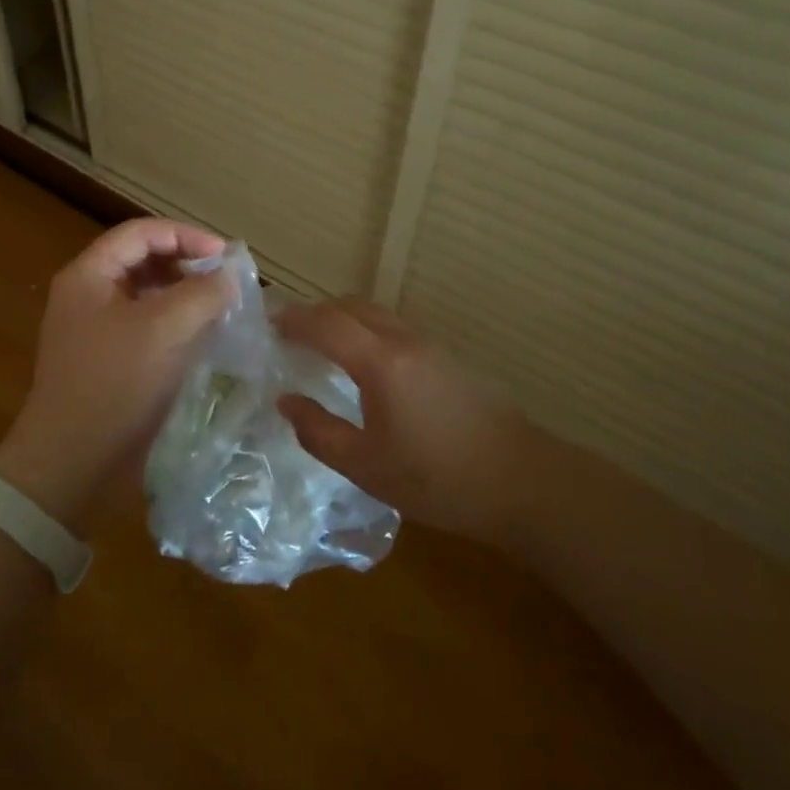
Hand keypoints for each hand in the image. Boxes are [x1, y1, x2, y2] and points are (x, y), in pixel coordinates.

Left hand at [0, 219, 232, 532]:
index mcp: (89, 275)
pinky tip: (201, 338)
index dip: (186, 236)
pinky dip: (175, 324)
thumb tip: (230, 275)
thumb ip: (202, 293)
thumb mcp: (164, 330)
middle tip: (226, 283)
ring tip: (220, 308)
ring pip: (147, 295)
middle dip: (187, 264)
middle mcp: (88, 294)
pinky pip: (146, 326)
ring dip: (183, 295)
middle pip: (143, 260)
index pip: (141, 233)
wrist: (71, 462)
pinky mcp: (108, 360)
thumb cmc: (115, 385)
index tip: (226, 257)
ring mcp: (95, 329)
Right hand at [276, 298, 526, 546]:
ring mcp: (430, 346)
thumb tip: (286, 402)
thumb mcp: (366, 466)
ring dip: (343, 320)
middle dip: (316, 313)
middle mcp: (404, 341)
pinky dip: (366, 332)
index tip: (266, 324)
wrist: (523, 482)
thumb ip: (319, 431)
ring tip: (321, 347)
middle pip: (351, 307)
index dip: (293, 319)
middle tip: (289, 333)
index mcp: (380, 362)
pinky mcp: (448, 359)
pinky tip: (363, 366)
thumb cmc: (438, 479)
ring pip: (376, 315)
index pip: (325, 323)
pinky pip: (394, 329)